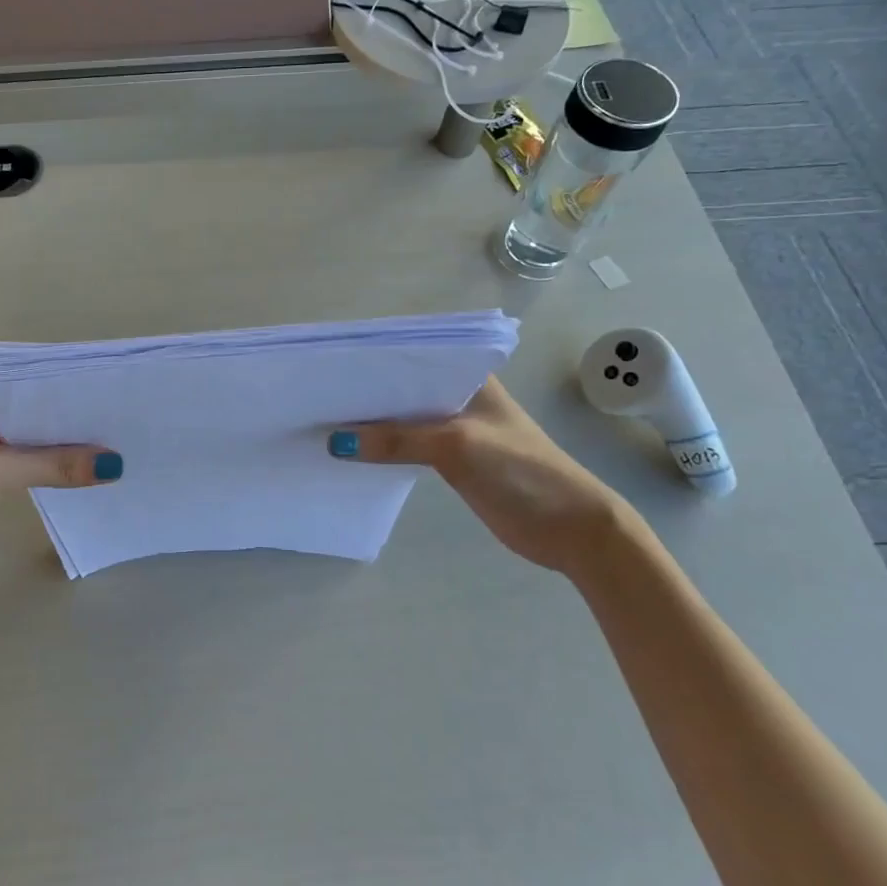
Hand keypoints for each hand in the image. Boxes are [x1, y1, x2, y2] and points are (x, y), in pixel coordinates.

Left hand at [0, 394, 119, 586]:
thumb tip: (115, 465)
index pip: (36, 377)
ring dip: (75, 442)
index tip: (118, 384)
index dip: (75, 380)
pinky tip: (95, 470)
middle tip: (131, 414)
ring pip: (45, 436)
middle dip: (82, 412)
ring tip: (124, 439)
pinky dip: (63, 466)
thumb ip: (53, 464)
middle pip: (45, 407)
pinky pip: (40, 462)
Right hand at [329, 377, 634, 576]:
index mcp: (468, 376)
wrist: (570, 528)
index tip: (330, 365)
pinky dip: (382, 448)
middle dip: (364, 392)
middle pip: (402, 388)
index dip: (372, 360)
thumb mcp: (456, 446)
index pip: (412, 356)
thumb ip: (397, 441)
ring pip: (401, 418)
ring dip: (370, 422)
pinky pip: (406, 446)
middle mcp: (458, 395)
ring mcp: (454, 428)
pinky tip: (350, 450)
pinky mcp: (450, 459)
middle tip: (316, 394)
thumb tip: (336, 443)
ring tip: (322, 419)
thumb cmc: (520, 470)